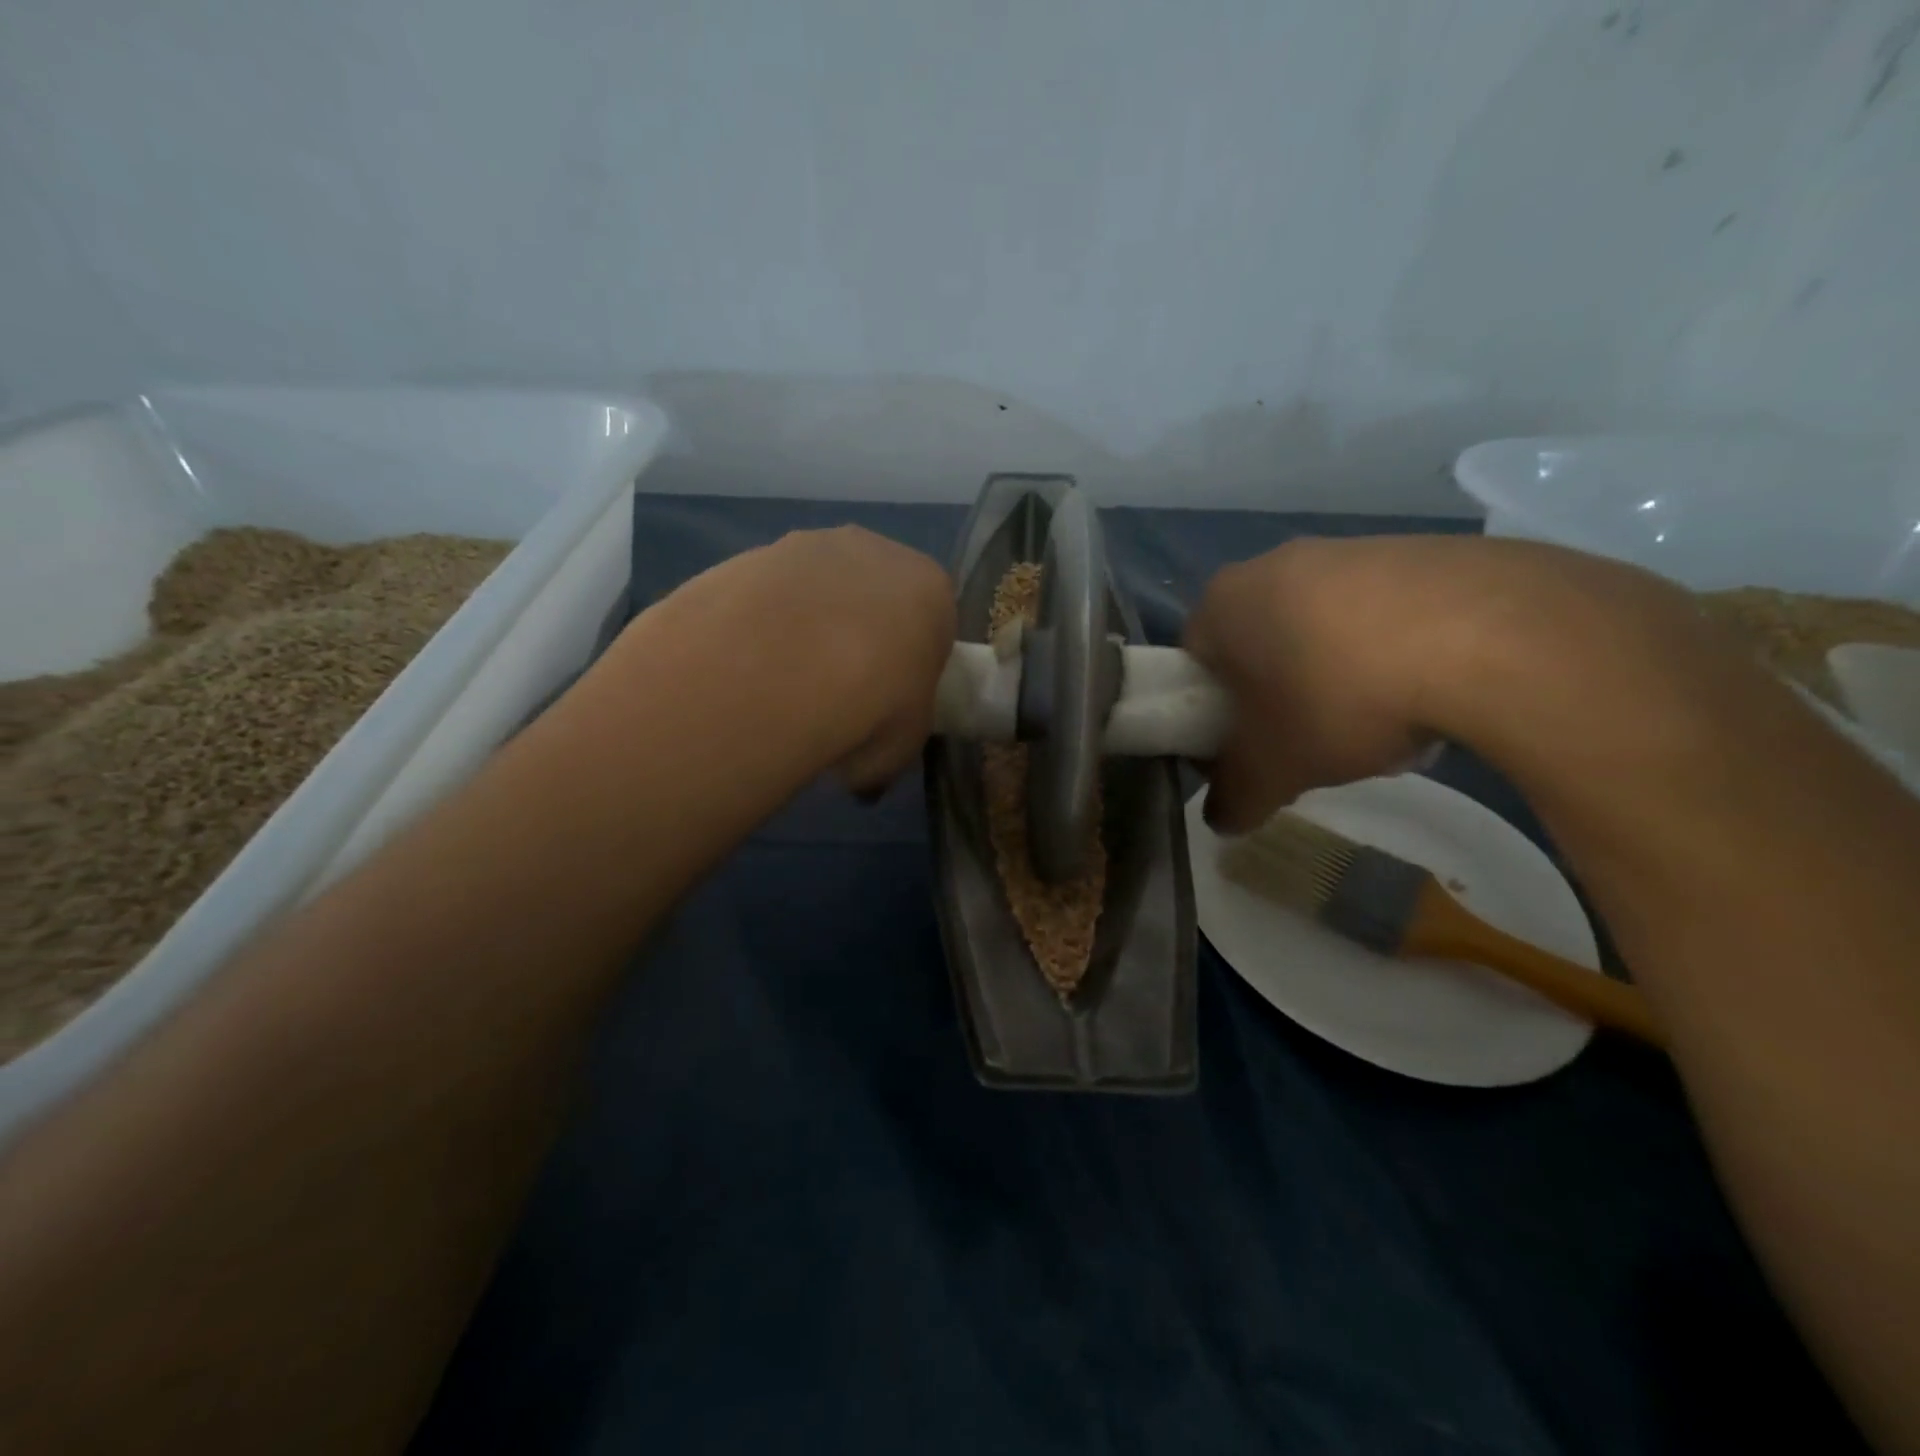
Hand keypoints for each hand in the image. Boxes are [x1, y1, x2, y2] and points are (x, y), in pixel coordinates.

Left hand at [620, 526, 955, 793]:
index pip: (932, 622)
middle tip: (835, 691)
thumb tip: (863, 782)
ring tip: (780, 685)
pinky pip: (766, 595)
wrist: (781, 667)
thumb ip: (887, 754)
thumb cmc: (872, 706)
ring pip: (815, 589)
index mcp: (931, 589)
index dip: (910, 662)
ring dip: (804, 625)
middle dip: (858, 634)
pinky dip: (760, 624)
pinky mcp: (752, 553)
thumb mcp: (899, 751)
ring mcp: (810, 545)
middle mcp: (876, 551)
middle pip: (872, 594)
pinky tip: (745, 667)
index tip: (890, 699)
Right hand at [1183, 535, 1714, 831]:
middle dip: (1275, 695)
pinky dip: (1389, 653)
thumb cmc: (1338, 698)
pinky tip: (1424, 692)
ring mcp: (1350, 548)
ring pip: (1319, 628)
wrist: (1490, 638)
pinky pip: (1381, 613)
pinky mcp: (1419, 550)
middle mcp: (1274, 562)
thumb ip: (1234, 798)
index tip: (1244, 750)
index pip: (1194, 662)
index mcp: (1224, 602)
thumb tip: (1221, 819)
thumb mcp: (1272, 770)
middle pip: (1258, 644)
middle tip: (1305, 740)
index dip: (1211, 714)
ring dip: (1333, 676)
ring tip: (1375, 723)